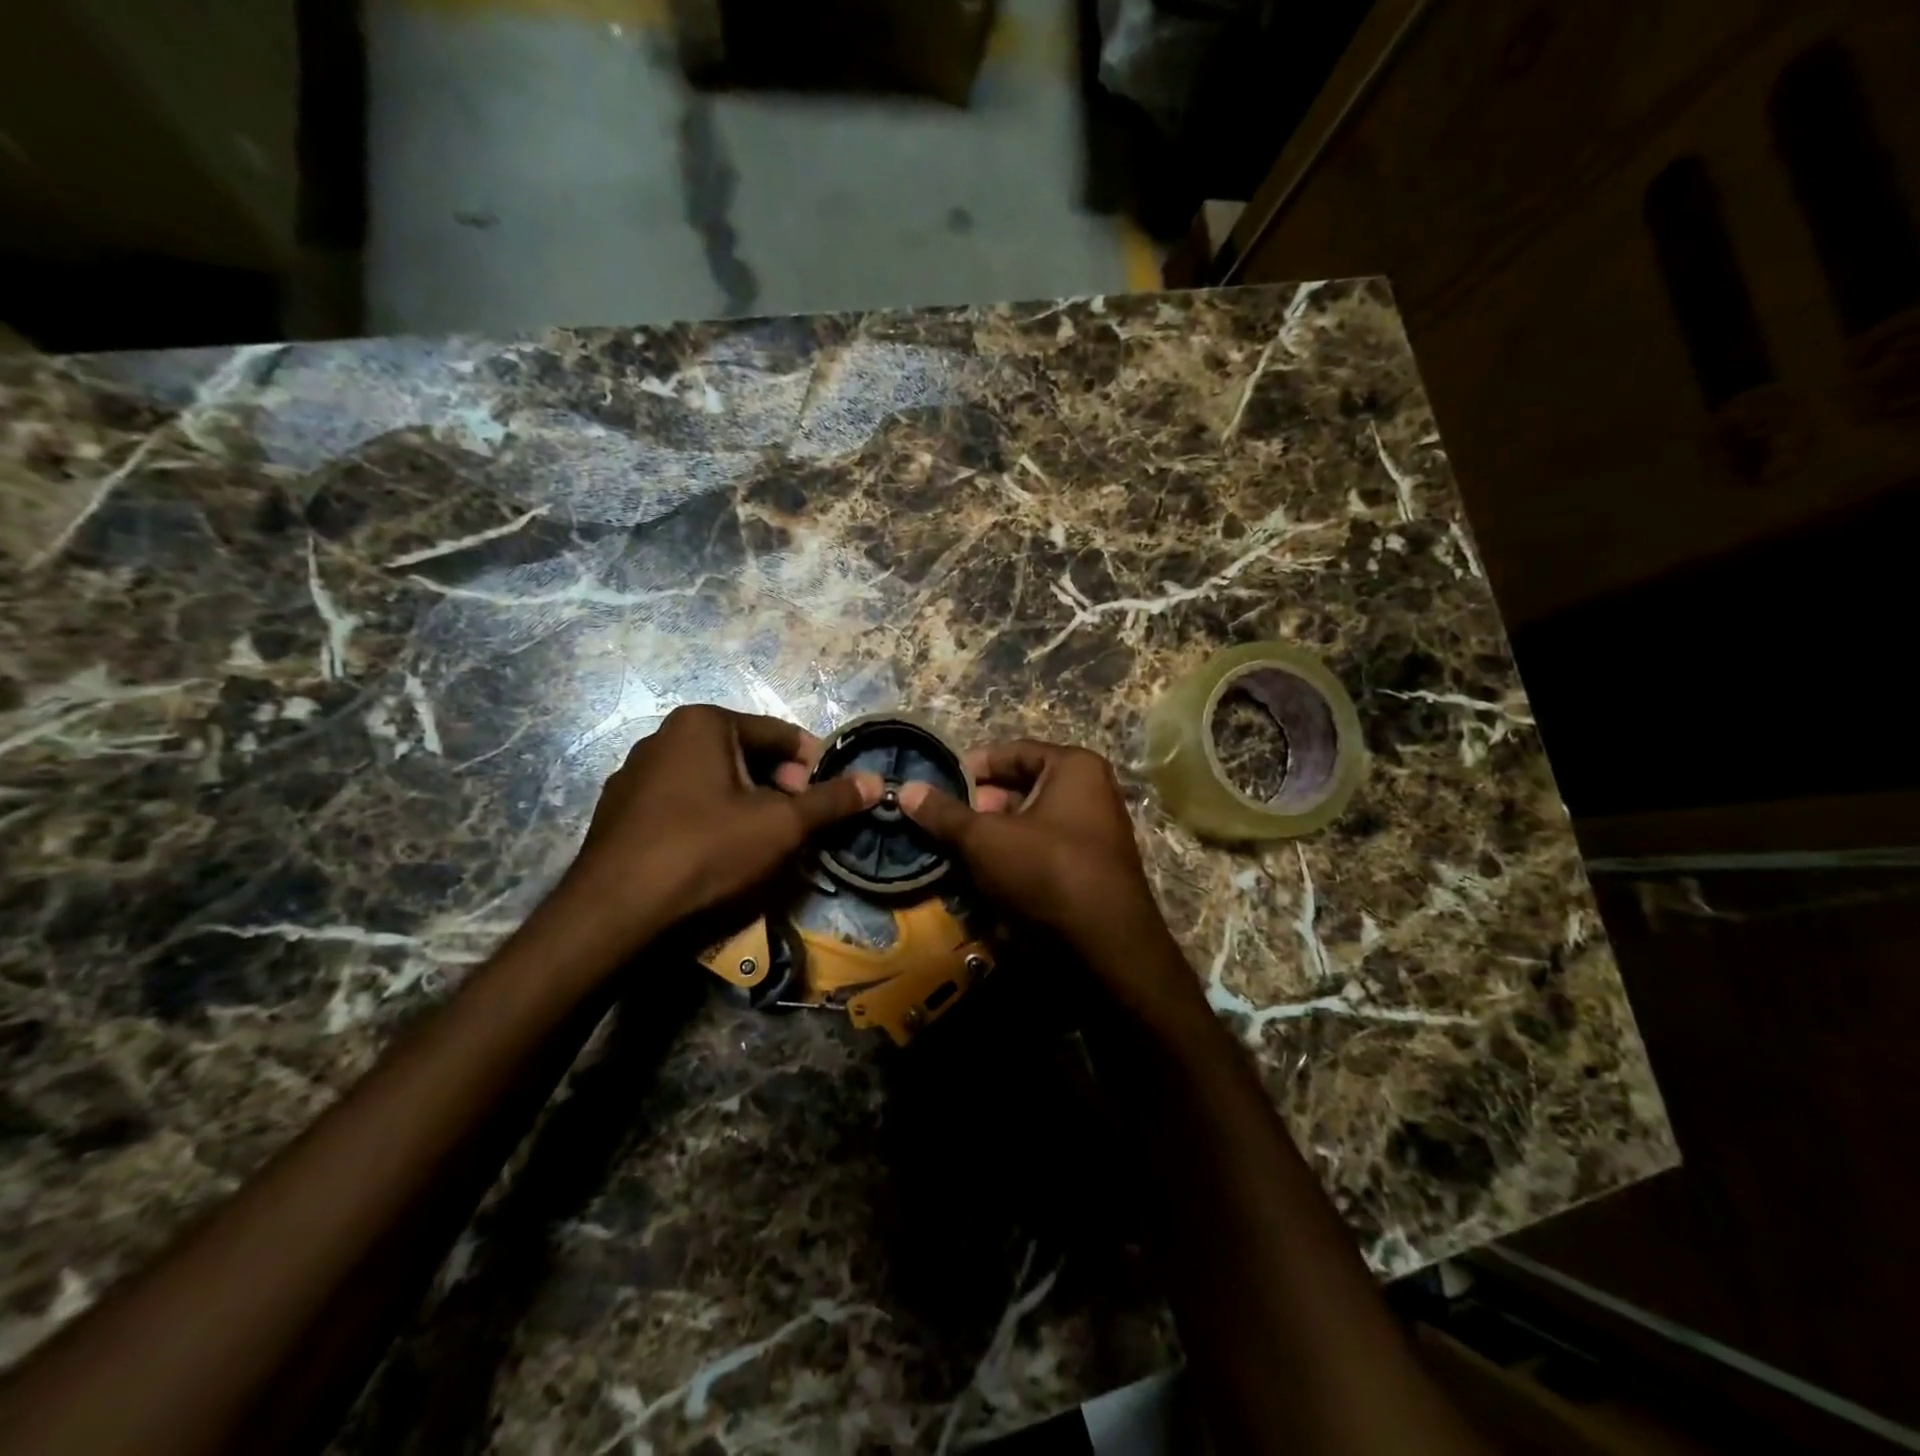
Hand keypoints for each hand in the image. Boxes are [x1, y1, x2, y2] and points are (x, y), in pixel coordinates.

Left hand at [563, 705, 880, 952]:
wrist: (614, 912)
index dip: (814, 767)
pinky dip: (710, 820)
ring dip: (747, 806)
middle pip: (747, 756)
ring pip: (714, 782)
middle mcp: (665, 736)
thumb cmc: (706, 851)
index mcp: (704, 723)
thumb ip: (831, 800)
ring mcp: (636, 773)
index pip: (781, 734)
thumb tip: (874, 782)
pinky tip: (716, 856)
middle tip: (797, 828)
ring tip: (762, 846)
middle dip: (780, 789)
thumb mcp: (782, 825)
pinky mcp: (620, 810)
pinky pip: (683, 804)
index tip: (829, 802)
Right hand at [897, 740, 1198, 1018]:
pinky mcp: (1091, 870)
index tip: (939, 784)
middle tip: (947, 824)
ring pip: (1031, 824)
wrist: (1106, 947)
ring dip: (995, 836)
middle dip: (982, 806)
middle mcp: (1092, 792)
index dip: (973, 766)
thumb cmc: (1046, 871)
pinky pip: (1044, 852)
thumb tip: (905, 789)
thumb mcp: (985, 839)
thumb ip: (945, 814)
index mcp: (1075, 768)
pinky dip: (1015, 859)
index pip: (1014, 752)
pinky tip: (987, 879)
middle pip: (1023, 788)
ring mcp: (1095, 833)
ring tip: (959, 853)